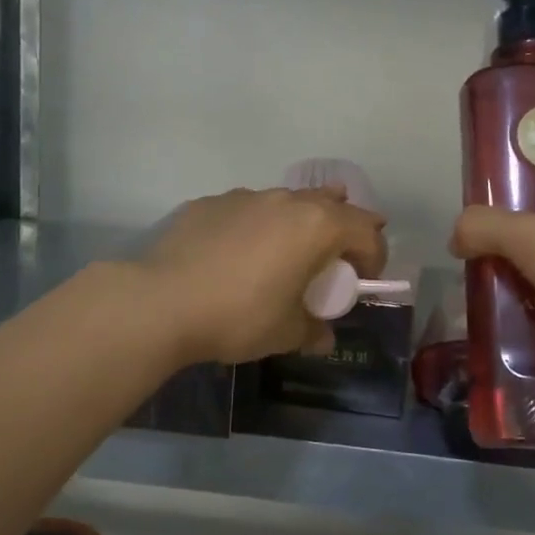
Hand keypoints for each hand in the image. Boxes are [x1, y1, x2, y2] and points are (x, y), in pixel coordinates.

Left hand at [139, 186, 388, 364]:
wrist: (161, 302)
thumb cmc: (239, 316)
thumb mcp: (286, 333)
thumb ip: (314, 331)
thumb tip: (323, 337)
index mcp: (317, 226)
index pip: (366, 232)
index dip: (374, 257)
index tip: (363, 281)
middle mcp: (286, 201)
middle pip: (332, 203)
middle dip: (342, 228)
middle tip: (335, 257)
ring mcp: (245, 197)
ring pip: (287, 201)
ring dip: (298, 223)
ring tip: (287, 252)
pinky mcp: (210, 202)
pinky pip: (248, 210)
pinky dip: (256, 226)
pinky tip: (236, 254)